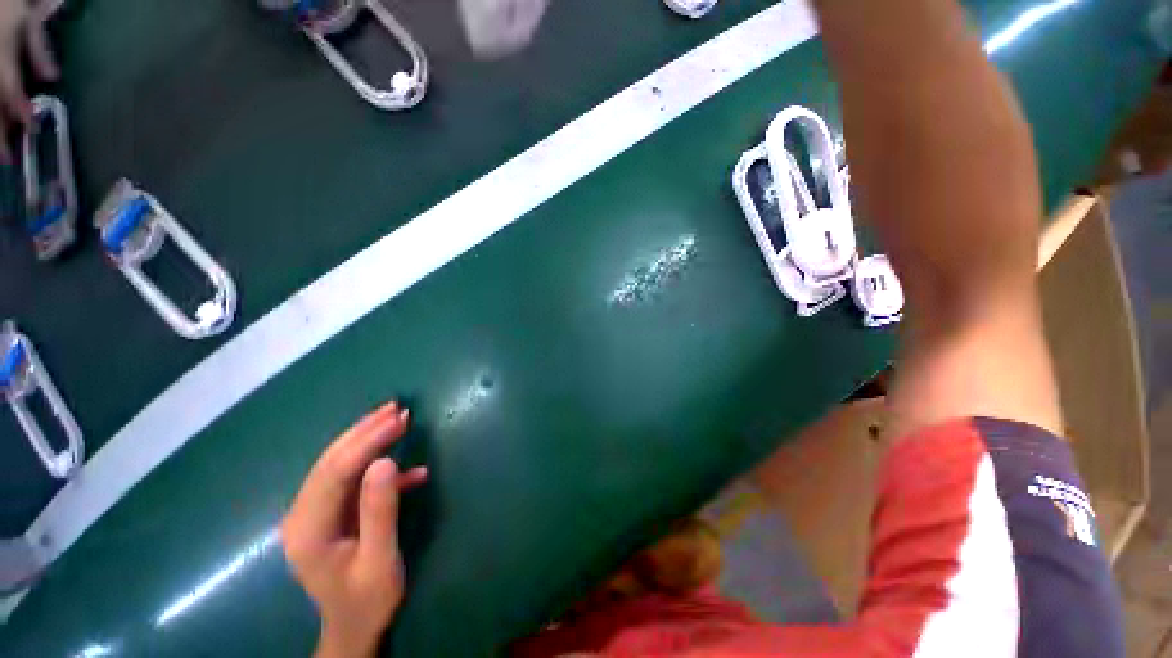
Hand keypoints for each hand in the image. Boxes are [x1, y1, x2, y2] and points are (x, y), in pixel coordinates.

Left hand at [281, 401, 428, 657]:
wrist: (353, 628)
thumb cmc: (367, 600)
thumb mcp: (380, 559)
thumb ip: (380, 511)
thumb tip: (386, 461)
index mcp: (308, 530)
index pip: (336, 471)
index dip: (368, 441)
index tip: (399, 418)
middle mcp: (302, 515)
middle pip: (331, 461)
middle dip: (364, 431)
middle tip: (397, 408)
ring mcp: (313, 513)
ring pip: (337, 465)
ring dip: (368, 440)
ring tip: (396, 418)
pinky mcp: (329, 513)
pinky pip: (350, 480)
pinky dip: (376, 467)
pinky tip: (408, 470)